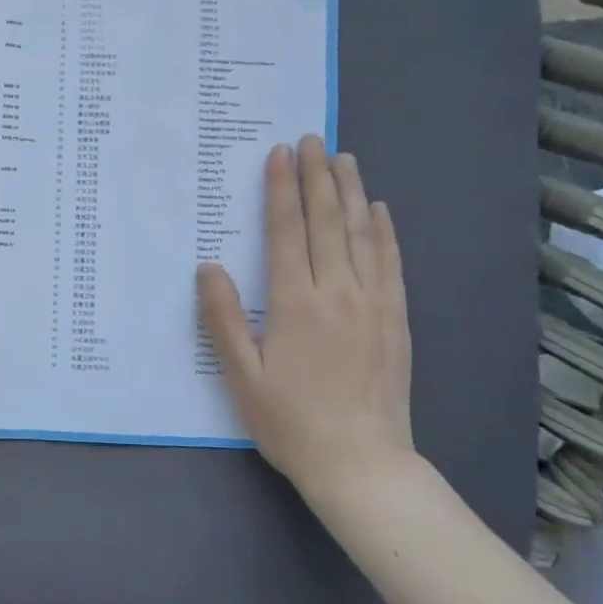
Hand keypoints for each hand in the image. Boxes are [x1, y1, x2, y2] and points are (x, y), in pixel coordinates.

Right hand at [197, 137, 415, 497]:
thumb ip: (222, 319)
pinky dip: (384, 231)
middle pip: (327, 222)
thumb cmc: (290, 421)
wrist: (362, 464)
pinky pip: (390, 263)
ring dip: (351, 192)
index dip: (281, 190)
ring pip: (362, 234)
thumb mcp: (241, 376)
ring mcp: (373, 304)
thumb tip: (207, 267)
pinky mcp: (395, 320)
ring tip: (344, 158)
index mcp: (295, 303)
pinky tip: (380, 211)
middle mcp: (337, 292)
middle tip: (313, 139)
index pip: (286, 232)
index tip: (280, 154)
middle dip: (317, 177)